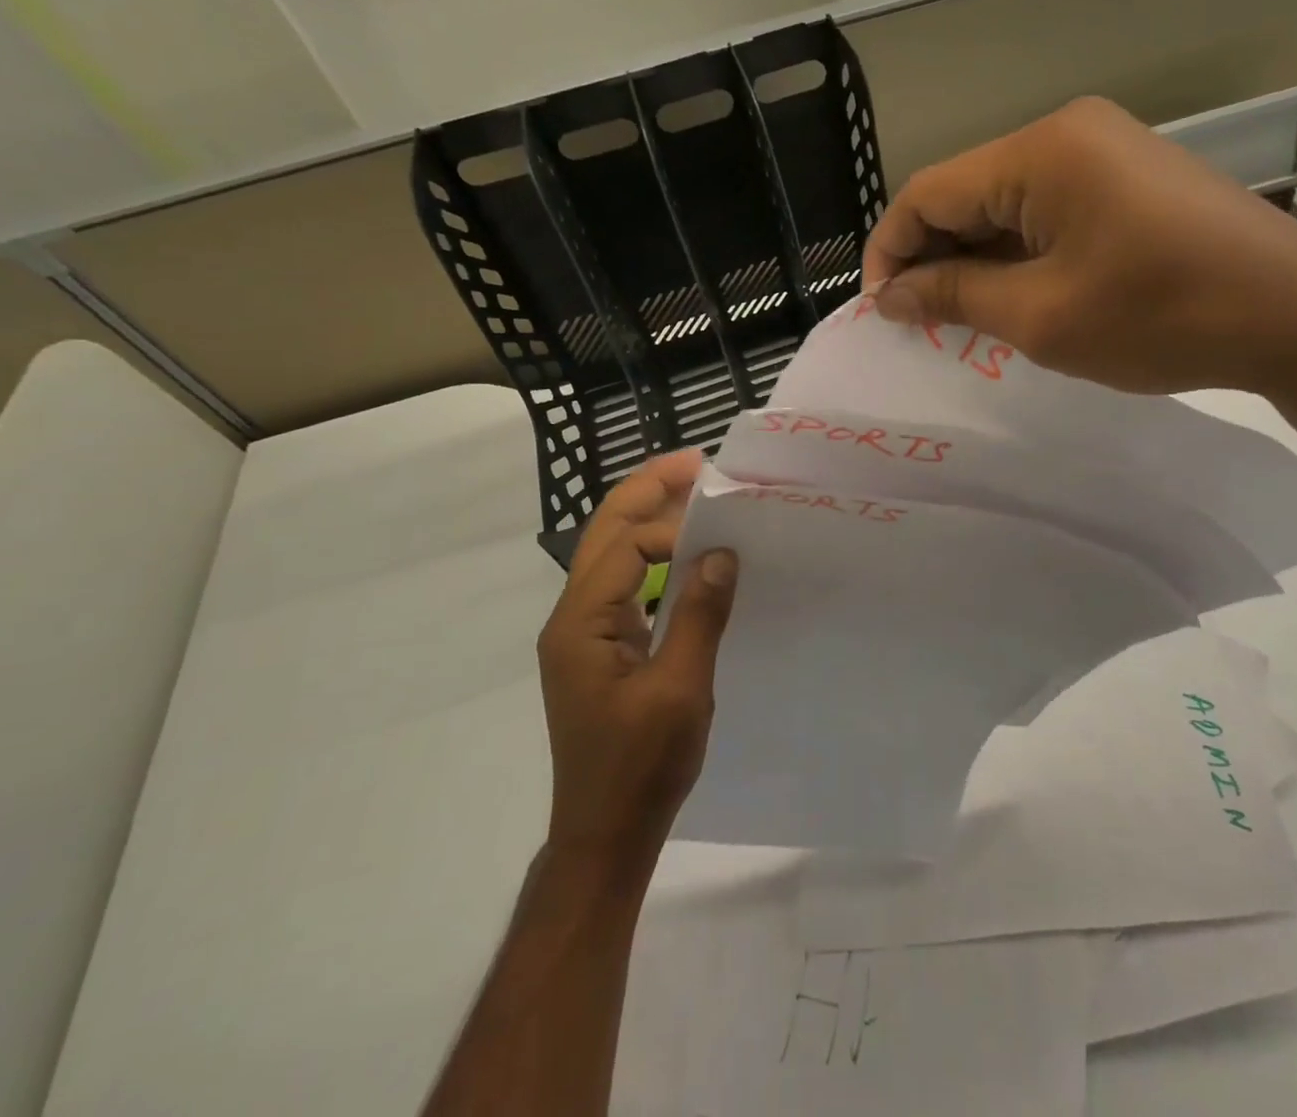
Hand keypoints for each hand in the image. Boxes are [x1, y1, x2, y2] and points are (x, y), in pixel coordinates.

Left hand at [539, 450, 738, 876]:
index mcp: (581, 622)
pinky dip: (654, 555)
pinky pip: (625, 582)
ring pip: (612, 552)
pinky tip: (687, 555)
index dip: (674, 529)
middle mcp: (572, 616)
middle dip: (649, 489)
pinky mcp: (599, 648)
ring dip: (651, 517)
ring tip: (696, 493)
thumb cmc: (640, 767)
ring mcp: (582, 632)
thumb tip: (722, 552)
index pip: (625, 544)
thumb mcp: (680, 690)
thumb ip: (699, 615)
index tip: (724, 536)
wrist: (605, 836)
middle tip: (699, 461)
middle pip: (606, 531)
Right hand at [861, 96, 1296, 405]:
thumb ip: (953, 297)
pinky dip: (1020, 254)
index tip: (881, 311)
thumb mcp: (1041, 317)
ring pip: (1006, 205)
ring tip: (967, 320)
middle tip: (922, 324)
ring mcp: (1105, 151)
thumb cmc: (1162, 317)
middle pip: (967, 194)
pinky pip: (1049, 212)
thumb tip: (891, 294)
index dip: (891, 251)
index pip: (928, 192)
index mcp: (1040, 152)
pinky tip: (1019, 297)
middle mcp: (1067, 132)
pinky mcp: (1130, 179)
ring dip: (977, 260)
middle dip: (935, 259)